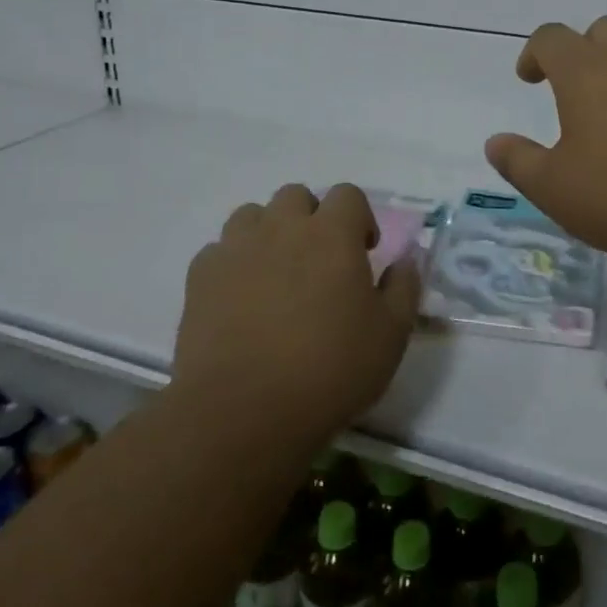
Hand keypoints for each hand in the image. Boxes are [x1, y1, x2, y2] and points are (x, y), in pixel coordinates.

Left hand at [172, 184, 419, 451]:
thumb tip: (406, 260)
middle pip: (296, 196)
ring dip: (268, 233)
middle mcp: (283, 228)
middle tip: (319, 260)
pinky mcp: (200, 277)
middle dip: (311, 218)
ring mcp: (237, 249)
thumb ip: (403, 288)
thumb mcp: (390, 336)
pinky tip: (239, 298)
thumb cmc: (329, 370)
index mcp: (332, 234)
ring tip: (276, 274)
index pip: (348, 194)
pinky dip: (232, 263)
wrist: (242, 412)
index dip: (359, 218)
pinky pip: (218, 251)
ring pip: (252, 215)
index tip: (363, 252)